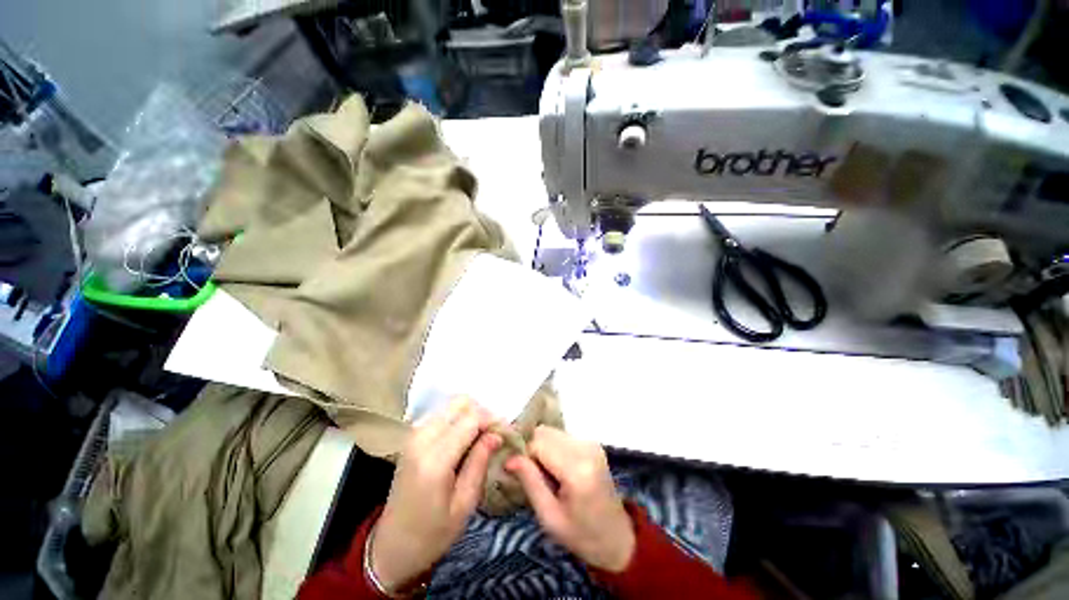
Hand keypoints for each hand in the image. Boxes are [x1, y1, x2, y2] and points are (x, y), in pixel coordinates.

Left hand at [370, 398, 500, 589]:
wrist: (390, 547)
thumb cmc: (431, 535)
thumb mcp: (464, 505)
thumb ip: (480, 463)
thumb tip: (497, 434)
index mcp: (435, 460)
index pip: (471, 419)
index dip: (493, 420)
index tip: (508, 433)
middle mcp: (421, 439)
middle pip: (460, 403)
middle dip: (482, 413)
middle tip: (495, 434)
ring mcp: (414, 435)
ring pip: (451, 405)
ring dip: (471, 415)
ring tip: (483, 438)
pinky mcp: (412, 436)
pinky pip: (442, 414)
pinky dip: (459, 419)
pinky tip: (466, 439)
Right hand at [505, 426, 635, 572]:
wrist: (617, 537)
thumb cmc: (581, 535)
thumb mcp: (549, 517)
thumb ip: (530, 482)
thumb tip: (509, 458)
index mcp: (577, 469)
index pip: (538, 443)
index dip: (525, 456)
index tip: (521, 475)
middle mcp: (585, 448)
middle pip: (544, 432)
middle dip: (533, 449)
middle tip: (535, 476)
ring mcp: (591, 442)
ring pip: (552, 431)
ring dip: (543, 447)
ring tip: (547, 474)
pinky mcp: (592, 442)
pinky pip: (562, 436)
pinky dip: (553, 447)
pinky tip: (558, 469)